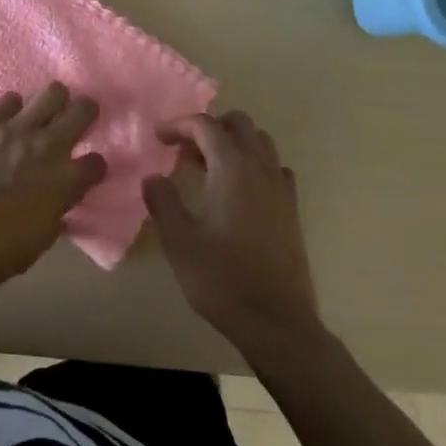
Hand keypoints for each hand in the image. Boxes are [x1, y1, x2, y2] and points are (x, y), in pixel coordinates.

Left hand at [0, 83, 106, 292]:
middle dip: (86, 112)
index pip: (96, 163)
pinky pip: (9, 100)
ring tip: (47, 109)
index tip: (88, 171)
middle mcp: (49, 147)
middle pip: (83, 111)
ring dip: (54, 100)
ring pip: (51, 93)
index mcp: (66, 181)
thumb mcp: (38, 242)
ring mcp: (18, 129)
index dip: (94, 167)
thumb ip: (54, 216)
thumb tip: (58, 207)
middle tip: (79, 118)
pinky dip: (12, 106)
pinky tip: (10, 116)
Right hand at [143, 111, 323, 356]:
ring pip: (260, 142)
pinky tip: (238, 191)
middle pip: (238, 124)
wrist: (276, 321)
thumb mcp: (179, 241)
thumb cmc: (222, 278)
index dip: (179, 125)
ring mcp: (281, 187)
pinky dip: (254, 165)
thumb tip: (153, 177)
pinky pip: (274, 168)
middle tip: (185, 152)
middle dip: (209, 128)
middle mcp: (261, 168)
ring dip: (233, 143)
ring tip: (208, 168)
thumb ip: (162, 201)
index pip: (205, 125)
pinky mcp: (291, 209)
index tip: (159, 138)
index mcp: (232, 168)